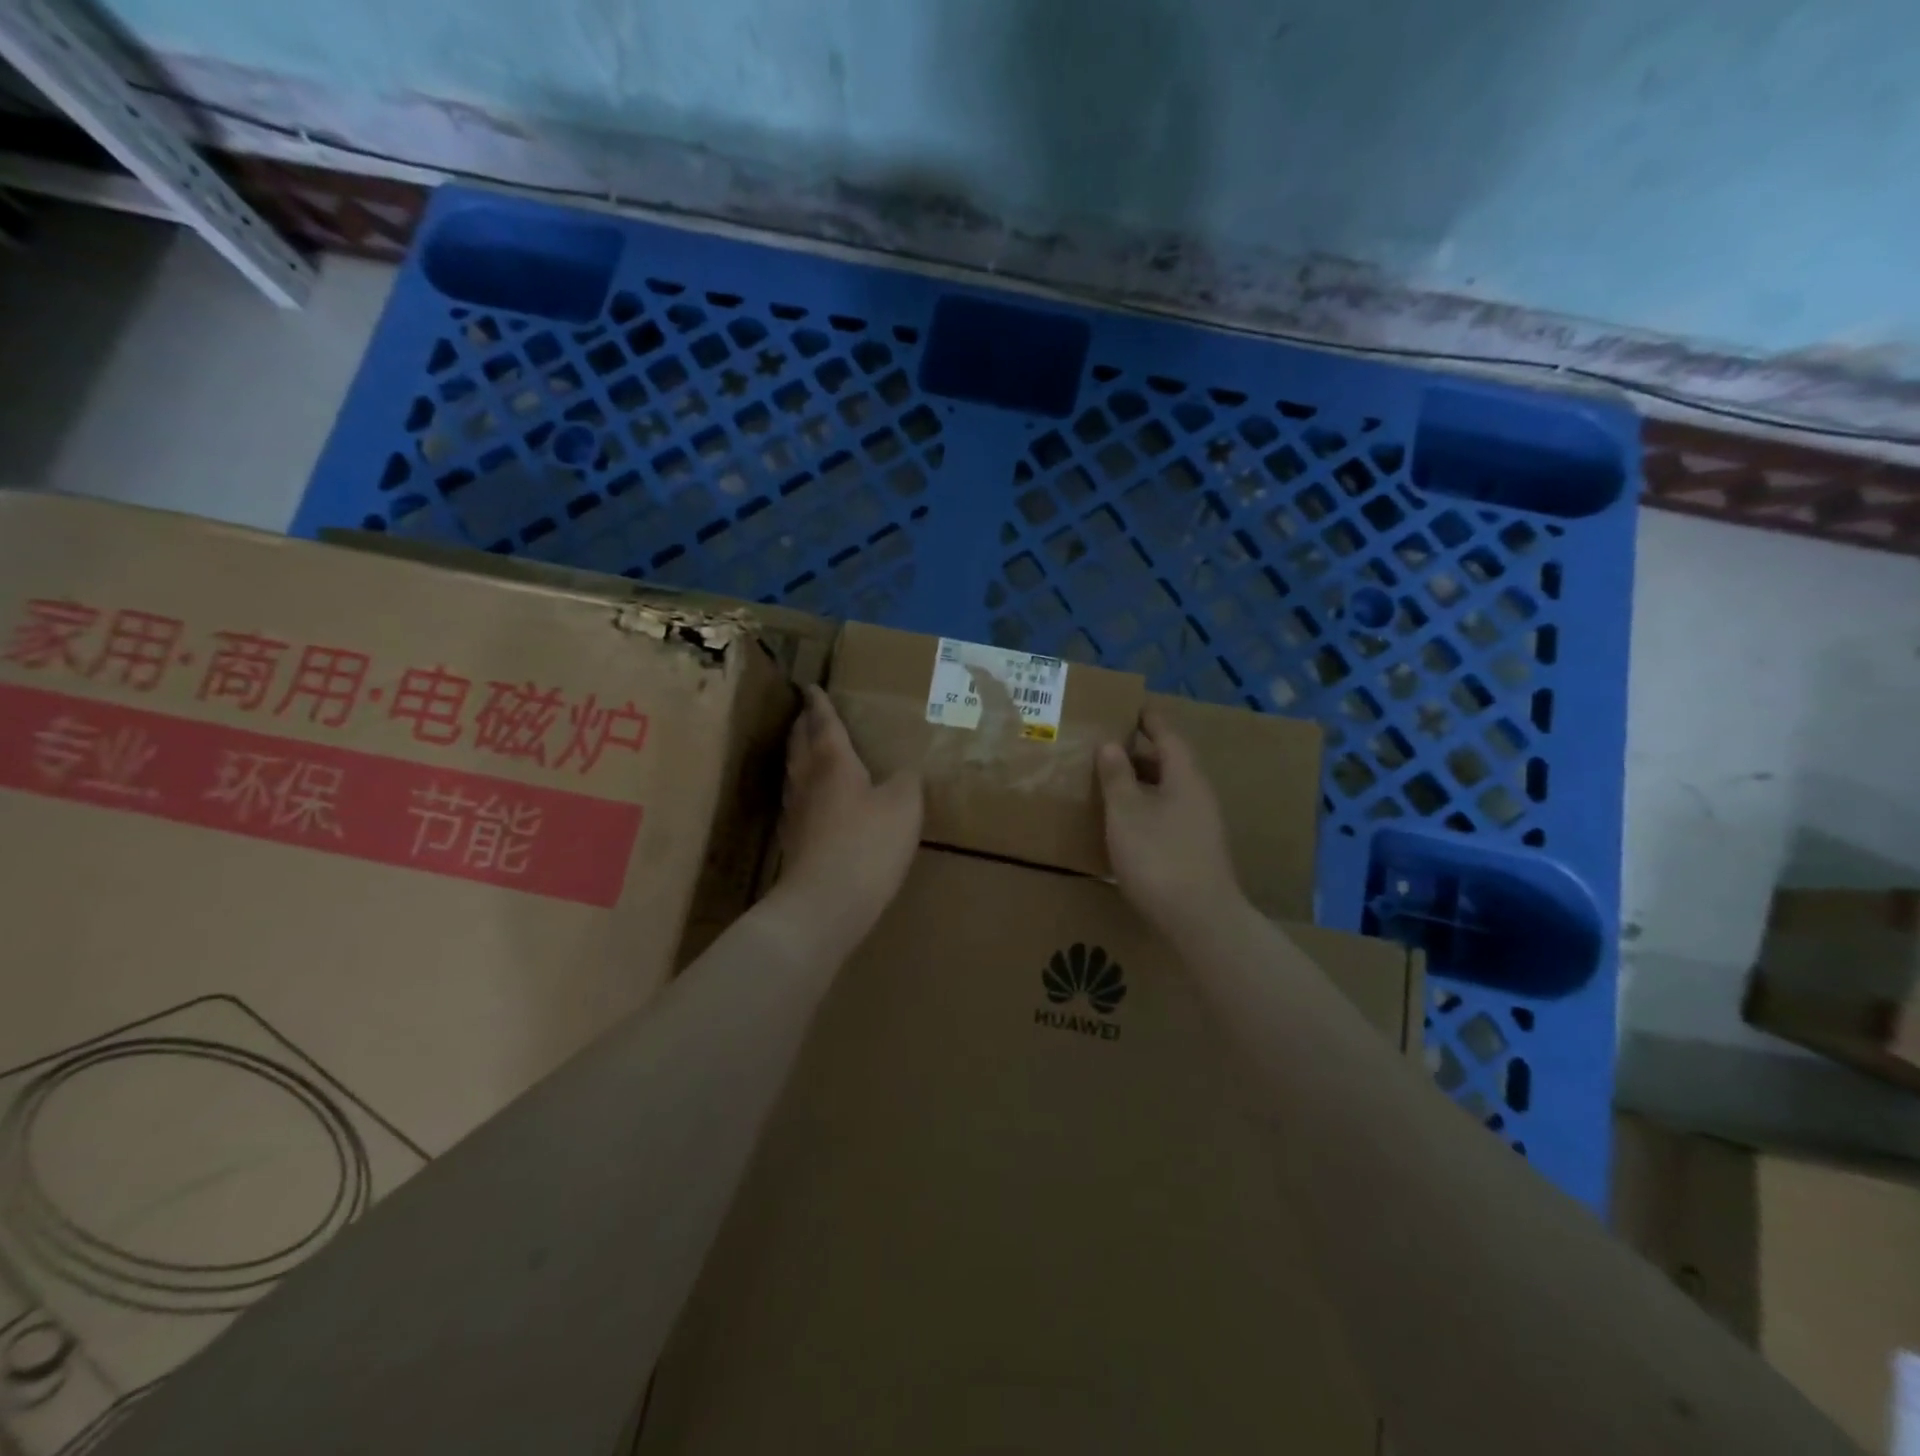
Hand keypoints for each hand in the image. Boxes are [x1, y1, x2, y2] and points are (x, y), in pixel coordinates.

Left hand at [771, 685, 922, 957]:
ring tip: (808, 748)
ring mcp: (795, 812)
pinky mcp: (793, 841)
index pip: (823, 723)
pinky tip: (813, 801)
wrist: (826, 903)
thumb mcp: (904, 806)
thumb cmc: (867, 844)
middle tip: (808, 713)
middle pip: (799, 743)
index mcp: (833, 762)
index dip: (819, 703)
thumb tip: (905, 771)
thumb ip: (907, 781)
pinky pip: (796, 800)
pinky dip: (803, 788)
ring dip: (798, 754)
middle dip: (803, 725)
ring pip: (793, 771)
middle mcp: (807, 780)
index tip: (811, 686)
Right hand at [1097, 708, 1243, 940]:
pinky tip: (1128, 823)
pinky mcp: (1197, 851)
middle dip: (1142, 753)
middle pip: (1171, 764)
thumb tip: (1110, 744)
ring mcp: (1202, 826)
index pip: (1168, 737)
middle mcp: (1199, 797)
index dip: (1150, 721)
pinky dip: (1148, 807)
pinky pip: (1170, 815)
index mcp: (1185, 778)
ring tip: (1113, 783)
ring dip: (1144, 783)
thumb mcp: (1126, 813)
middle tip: (1110, 746)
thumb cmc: (1159, 857)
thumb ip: (1117, 777)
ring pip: (1170, 792)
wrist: (1201, 920)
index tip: (1133, 707)